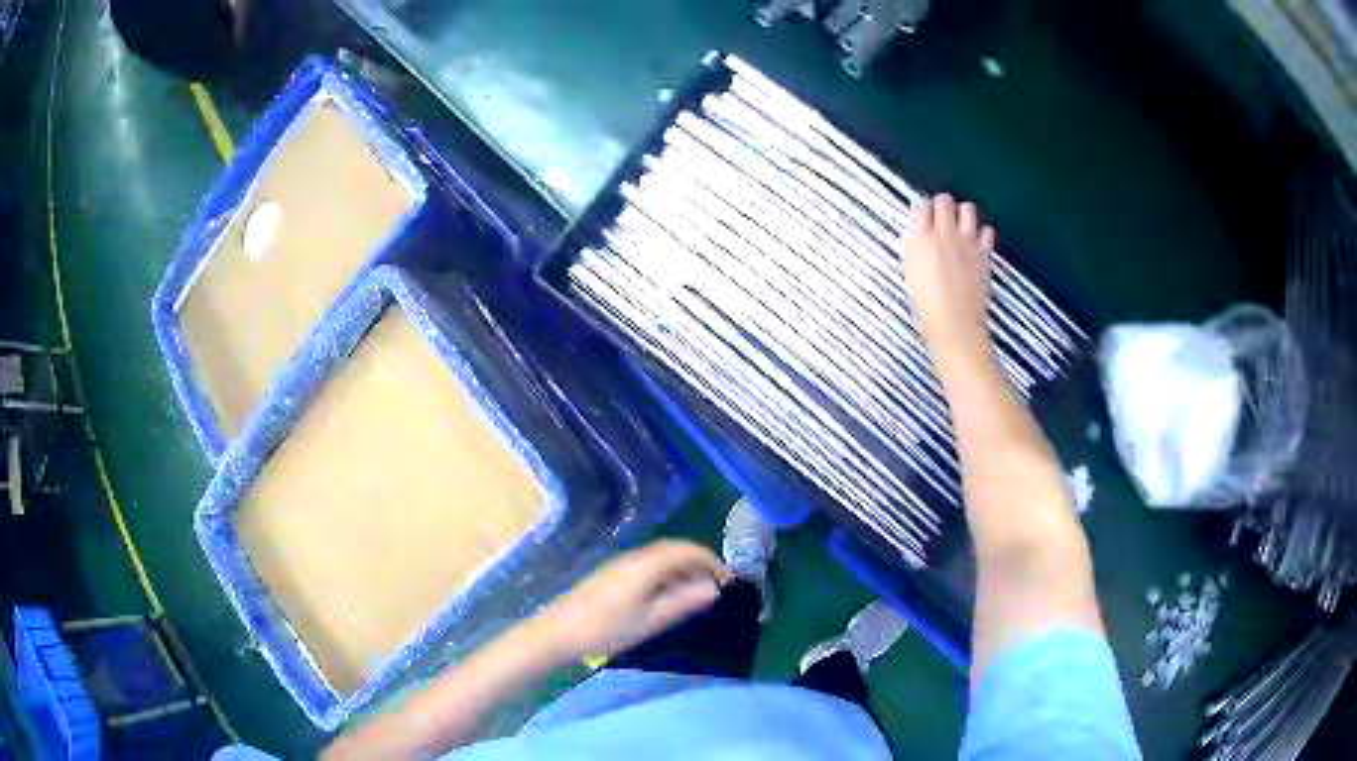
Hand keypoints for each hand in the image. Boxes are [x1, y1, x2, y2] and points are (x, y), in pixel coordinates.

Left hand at [534, 540, 730, 660]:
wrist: (556, 634)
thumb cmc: (605, 630)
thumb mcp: (649, 621)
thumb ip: (682, 603)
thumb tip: (713, 589)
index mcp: (645, 565)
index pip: (686, 550)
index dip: (712, 560)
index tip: (729, 578)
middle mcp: (633, 558)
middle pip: (673, 550)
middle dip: (698, 562)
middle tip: (717, 585)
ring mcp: (619, 565)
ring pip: (659, 558)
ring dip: (681, 569)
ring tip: (697, 593)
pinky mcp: (611, 575)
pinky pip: (647, 565)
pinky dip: (665, 575)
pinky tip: (667, 596)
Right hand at [899, 194, 996, 358]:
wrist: (955, 325)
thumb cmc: (927, 307)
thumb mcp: (912, 273)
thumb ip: (917, 249)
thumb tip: (921, 238)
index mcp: (920, 240)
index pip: (922, 207)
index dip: (924, 209)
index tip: (925, 216)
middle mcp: (944, 235)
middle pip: (945, 201)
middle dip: (944, 205)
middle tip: (943, 217)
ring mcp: (967, 243)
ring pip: (968, 209)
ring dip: (964, 214)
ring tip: (961, 226)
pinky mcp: (984, 254)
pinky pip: (987, 231)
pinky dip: (983, 233)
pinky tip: (978, 242)